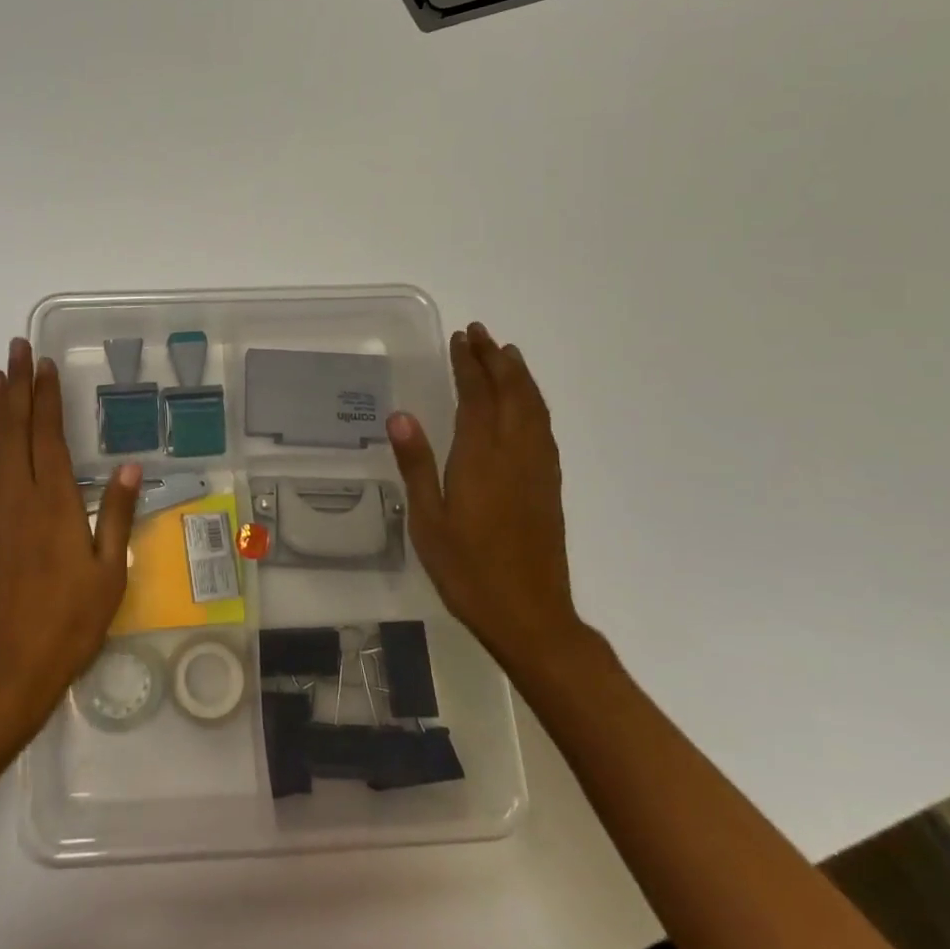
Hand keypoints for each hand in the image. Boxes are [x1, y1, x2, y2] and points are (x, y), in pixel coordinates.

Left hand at [0, 338, 139, 738]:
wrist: (5, 670)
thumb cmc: (68, 624)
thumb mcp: (110, 574)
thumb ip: (117, 516)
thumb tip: (129, 468)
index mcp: (55, 503)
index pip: (49, 435)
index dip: (47, 397)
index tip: (44, 365)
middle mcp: (16, 496)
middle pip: (14, 429)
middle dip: (17, 385)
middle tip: (16, 348)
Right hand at [387, 323, 581, 665]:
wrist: (530, 615)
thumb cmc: (468, 570)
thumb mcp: (428, 520)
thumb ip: (417, 465)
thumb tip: (400, 415)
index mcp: (482, 458)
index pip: (477, 396)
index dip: (468, 364)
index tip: (460, 338)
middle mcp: (515, 453)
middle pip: (511, 393)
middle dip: (495, 359)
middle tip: (480, 333)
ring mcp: (538, 469)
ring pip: (533, 407)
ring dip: (519, 376)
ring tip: (506, 353)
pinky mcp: (550, 485)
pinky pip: (543, 427)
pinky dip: (534, 402)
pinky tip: (526, 403)